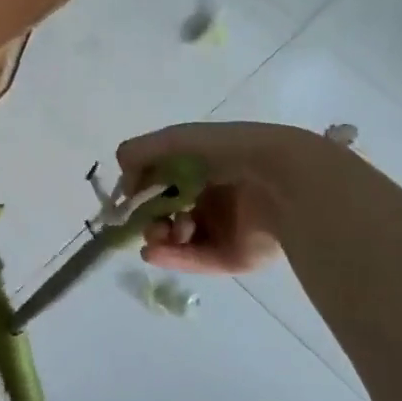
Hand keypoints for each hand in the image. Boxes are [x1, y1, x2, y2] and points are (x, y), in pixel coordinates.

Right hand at [116, 122, 319, 274]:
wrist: (281, 181)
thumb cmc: (228, 153)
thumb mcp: (176, 141)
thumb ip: (141, 152)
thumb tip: (121, 172)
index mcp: (204, 167)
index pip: (163, 181)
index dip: (142, 188)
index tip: (127, 197)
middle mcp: (213, 197)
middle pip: (169, 212)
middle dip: (149, 216)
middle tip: (143, 220)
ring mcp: (224, 228)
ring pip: (179, 238)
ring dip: (160, 236)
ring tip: (159, 234)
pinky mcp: (233, 257)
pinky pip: (196, 259)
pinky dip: (172, 257)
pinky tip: (153, 252)